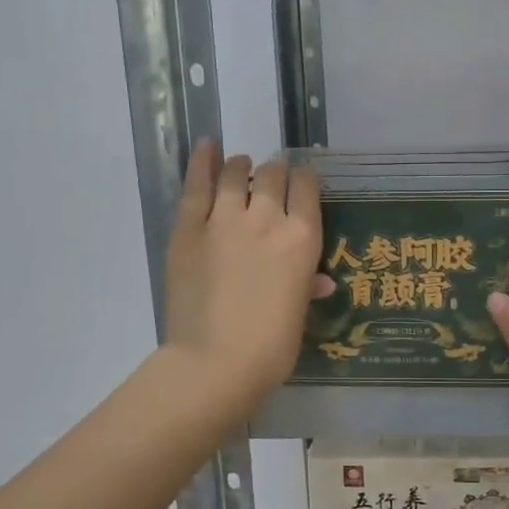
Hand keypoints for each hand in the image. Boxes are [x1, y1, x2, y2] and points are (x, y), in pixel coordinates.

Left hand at [162, 141, 333, 416]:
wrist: (216, 362)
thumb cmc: (271, 347)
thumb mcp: (299, 313)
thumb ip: (307, 286)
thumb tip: (320, 280)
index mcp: (302, 238)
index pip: (307, 188)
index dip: (304, 179)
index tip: (301, 183)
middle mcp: (267, 218)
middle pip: (273, 175)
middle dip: (275, 173)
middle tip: (270, 181)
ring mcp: (224, 219)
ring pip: (235, 173)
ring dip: (241, 166)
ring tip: (241, 166)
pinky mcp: (188, 228)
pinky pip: (196, 185)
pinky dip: (202, 161)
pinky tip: (207, 146)